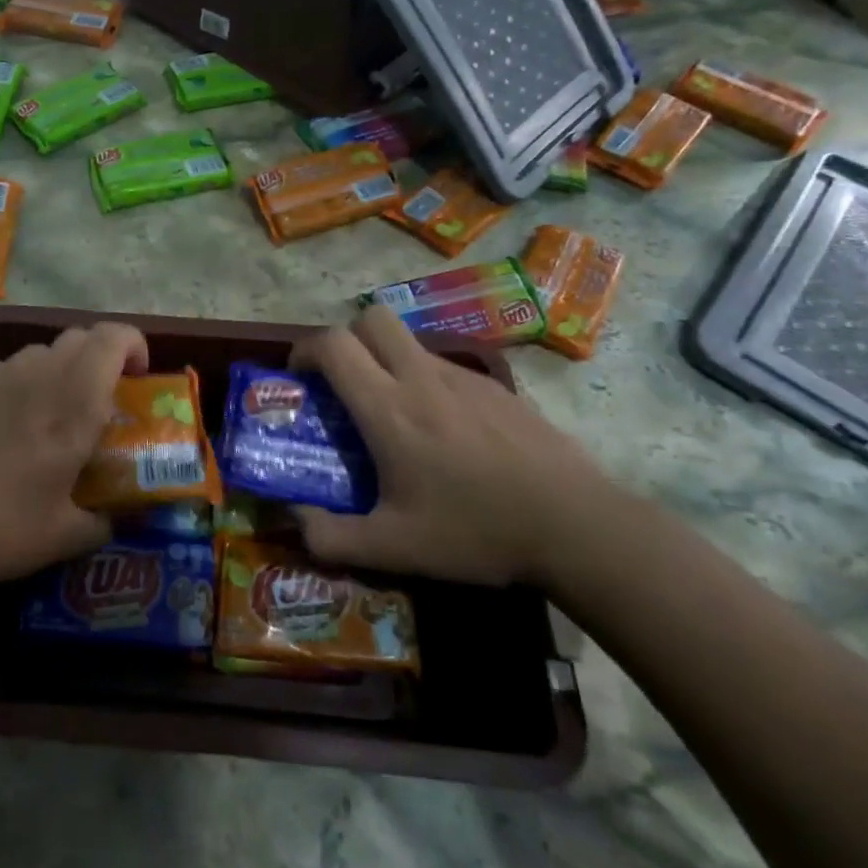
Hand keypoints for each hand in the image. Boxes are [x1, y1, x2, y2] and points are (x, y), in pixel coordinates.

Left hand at [0, 322, 148, 595]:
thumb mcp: (61, 538)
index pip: (113, 339)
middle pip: (79, 337)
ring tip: (52, 418)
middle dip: (101, 359)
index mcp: (74, 404)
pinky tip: (6, 430)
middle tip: (102, 402)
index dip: (134, 345)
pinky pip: (4, 370)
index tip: (139, 378)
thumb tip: (112, 522)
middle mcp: (37, 376)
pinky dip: (21, 385)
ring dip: (60, 371)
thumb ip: (99, 525)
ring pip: (40, 352)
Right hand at [289, 306, 616, 587]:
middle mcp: (422, 378)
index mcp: (389, 409)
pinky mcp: (498, 388)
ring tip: (394, 415)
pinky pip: (445, 366)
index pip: (334, 344)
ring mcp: (465, 378)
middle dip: (346, 339)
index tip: (298, 377)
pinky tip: (445, 432)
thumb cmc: (475, 532)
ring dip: (387, 361)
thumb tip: (291, 520)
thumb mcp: (392, 549)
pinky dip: (426, 382)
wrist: (576, 526)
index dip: (304, 350)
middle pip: (372, 318)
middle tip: (343, 383)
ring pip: (410, 342)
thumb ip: (328, 537)